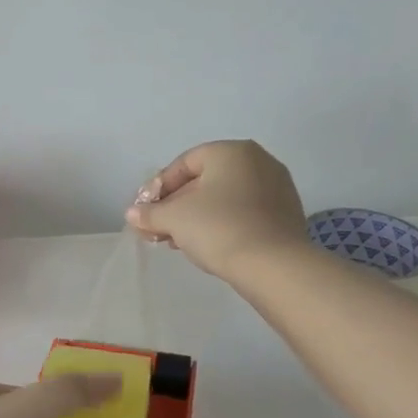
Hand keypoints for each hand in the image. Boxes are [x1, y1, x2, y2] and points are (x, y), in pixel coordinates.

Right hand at [125, 140, 308, 284]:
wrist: (273, 265)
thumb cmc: (218, 227)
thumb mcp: (173, 218)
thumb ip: (149, 213)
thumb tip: (133, 213)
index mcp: (231, 152)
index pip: (183, 163)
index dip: (158, 187)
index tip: (145, 211)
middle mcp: (258, 161)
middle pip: (204, 180)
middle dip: (176, 205)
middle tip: (157, 228)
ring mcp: (276, 188)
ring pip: (223, 198)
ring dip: (196, 217)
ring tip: (176, 241)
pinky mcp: (285, 214)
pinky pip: (243, 212)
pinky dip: (221, 224)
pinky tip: (205, 245)